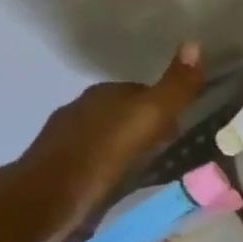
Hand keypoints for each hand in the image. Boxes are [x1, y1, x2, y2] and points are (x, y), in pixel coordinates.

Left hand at [7, 44, 203, 241]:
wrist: (47, 199)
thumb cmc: (100, 155)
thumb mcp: (146, 118)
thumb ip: (173, 88)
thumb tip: (195, 43)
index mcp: (104, 96)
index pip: (142, 91)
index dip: (165, 104)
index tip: (185, 123)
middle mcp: (83, 111)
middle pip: (125, 114)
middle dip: (149, 126)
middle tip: (175, 146)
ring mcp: (70, 142)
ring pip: (111, 138)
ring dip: (131, 148)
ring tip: (155, 166)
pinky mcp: (64, 172)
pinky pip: (100, 162)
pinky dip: (116, 167)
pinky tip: (127, 182)